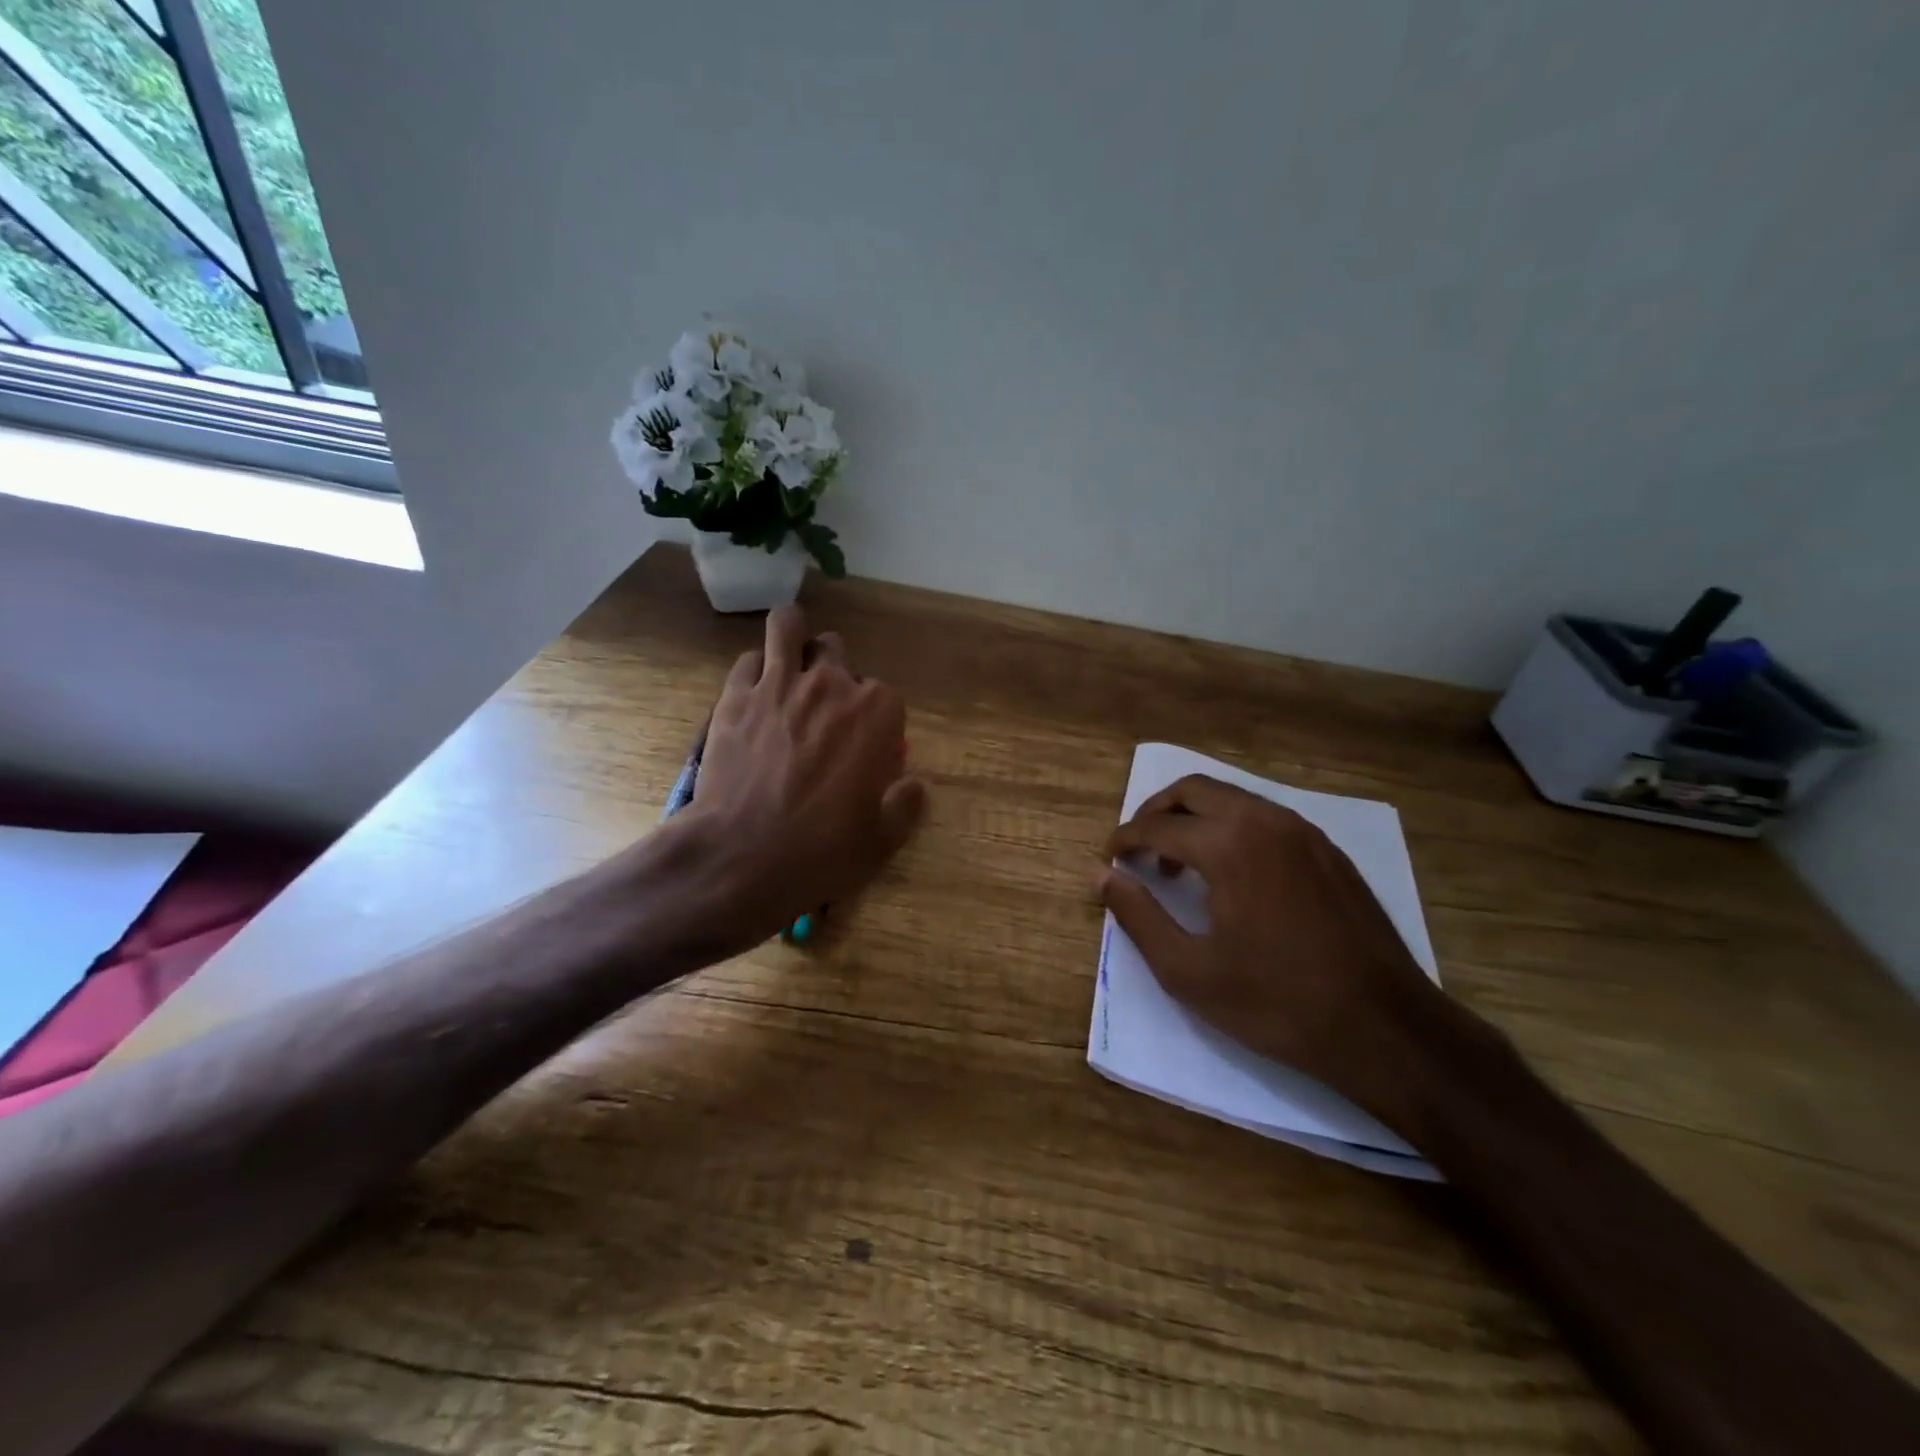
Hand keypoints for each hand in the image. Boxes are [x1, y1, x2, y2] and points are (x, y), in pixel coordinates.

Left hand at [685, 604, 925, 948]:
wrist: (743, 856)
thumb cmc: (823, 850)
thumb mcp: (882, 840)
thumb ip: (906, 804)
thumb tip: (915, 786)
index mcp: (877, 713)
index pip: (886, 696)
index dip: (876, 721)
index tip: (866, 747)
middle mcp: (831, 685)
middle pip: (837, 650)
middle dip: (835, 670)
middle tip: (825, 706)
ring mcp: (779, 684)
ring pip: (788, 626)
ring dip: (793, 637)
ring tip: (789, 658)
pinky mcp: (735, 695)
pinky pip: (748, 660)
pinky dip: (755, 670)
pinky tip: (754, 693)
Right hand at [1100, 774, 1450, 1132]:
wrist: (1385, 1027)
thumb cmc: (1276, 1003)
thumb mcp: (1188, 971)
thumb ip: (1138, 916)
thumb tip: (1103, 877)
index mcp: (1229, 845)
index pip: (1158, 825)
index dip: (1124, 839)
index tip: (1108, 858)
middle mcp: (1265, 821)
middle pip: (1194, 790)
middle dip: (1155, 811)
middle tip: (1136, 848)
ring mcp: (1303, 832)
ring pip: (1232, 798)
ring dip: (1194, 817)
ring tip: (1179, 863)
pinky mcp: (1328, 850)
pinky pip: (1265, 817)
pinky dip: (1232, 827)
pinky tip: (1231, 873)